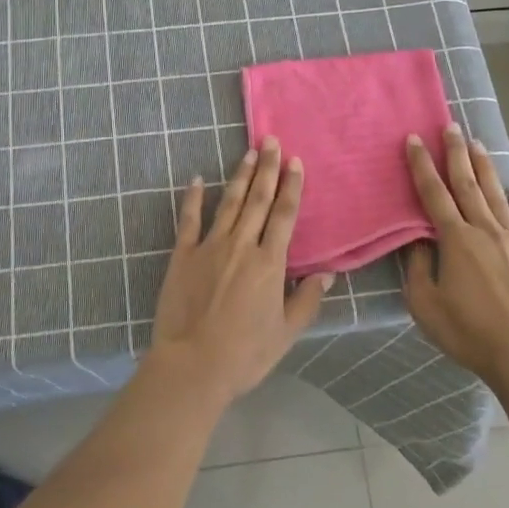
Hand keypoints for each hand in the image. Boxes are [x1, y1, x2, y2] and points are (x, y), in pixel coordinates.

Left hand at [148, 138, 332, 404]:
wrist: (192, 366)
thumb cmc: (244, 355)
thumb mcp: (286, 334)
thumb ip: (306, 301)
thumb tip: (326, 274)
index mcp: (269, 263)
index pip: (284, 215)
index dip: (291, 186)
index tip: (295, 161)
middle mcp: (241, 245)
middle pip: (258, 199)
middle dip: (267, 168)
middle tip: (272, 141)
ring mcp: (209, 247)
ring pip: (229, 203)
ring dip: (240, 176)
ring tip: (248, 152)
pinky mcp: (182, 255)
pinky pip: (189, 220)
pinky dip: (194, 197)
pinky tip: (198, 179)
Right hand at [403, 124, 508, 388]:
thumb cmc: (470, 333)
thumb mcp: (426, 306)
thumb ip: (418, 268)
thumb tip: (419, 241)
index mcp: (455, 239)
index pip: (433, 193)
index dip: (422, 165)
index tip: (415, 139)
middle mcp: (485, 230)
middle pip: (467, 184)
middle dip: (456, 153)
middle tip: (451, 126)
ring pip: (496, 195)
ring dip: (485, 168)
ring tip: (478, 144)